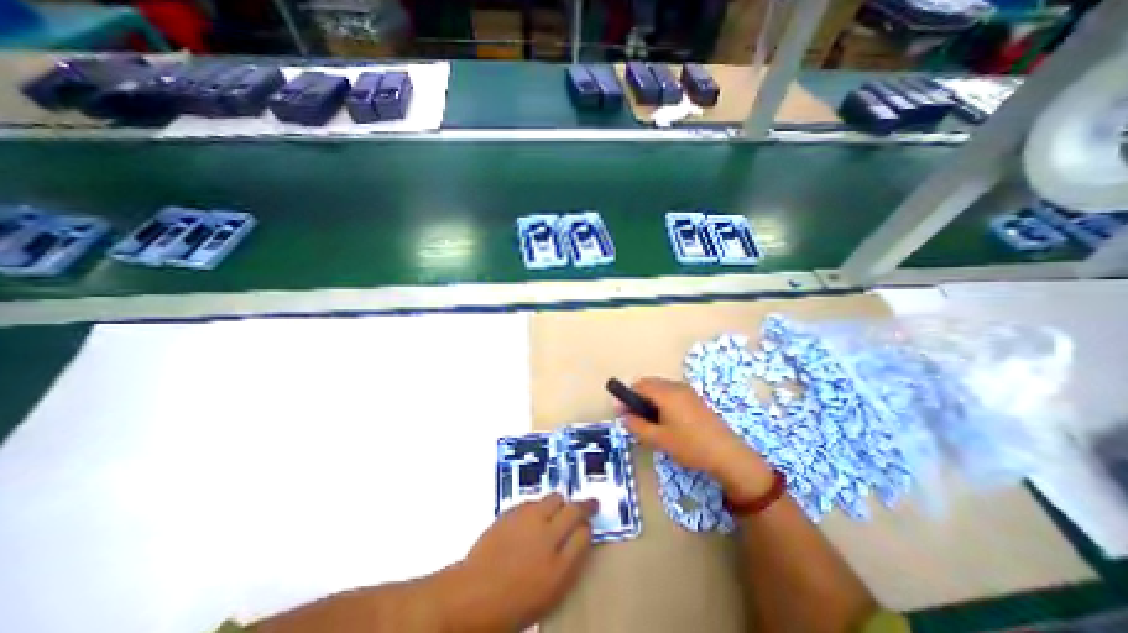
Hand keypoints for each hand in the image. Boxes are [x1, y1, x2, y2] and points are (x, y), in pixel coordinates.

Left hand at [444, 495, 597, 631]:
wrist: (471, 595)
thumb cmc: (510, 607)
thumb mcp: (547, 595)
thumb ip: (566, 565)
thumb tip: (577, 542)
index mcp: (558, 568)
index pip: (584, 535)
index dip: (587, 529)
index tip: (587, 527)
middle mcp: (547, 538)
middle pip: (574, 510)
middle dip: (585, 506)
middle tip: (590, 504)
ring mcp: (529, 521)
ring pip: (555, 498)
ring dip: (561, 503)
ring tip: (560, 509)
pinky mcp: (513, 511)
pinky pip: (534, 501)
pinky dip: (539, 506)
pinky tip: (535, 517)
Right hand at [616, 378, 776, 500]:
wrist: (728, 455)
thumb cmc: (690, 446)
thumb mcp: (658, 439)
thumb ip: (636, 425)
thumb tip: (622, 414)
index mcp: (666, 393)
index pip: (638, 385)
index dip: (627, 397)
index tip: (623, 414)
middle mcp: (676, 386)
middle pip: (649, 384)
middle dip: (638, 398)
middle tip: (637, 420)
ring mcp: (687, 391)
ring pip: (660, 389)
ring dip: (650, 400)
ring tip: (652, 423)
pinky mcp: (695, 398)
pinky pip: (671, 393)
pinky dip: (663, 402)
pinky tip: (668, 422)